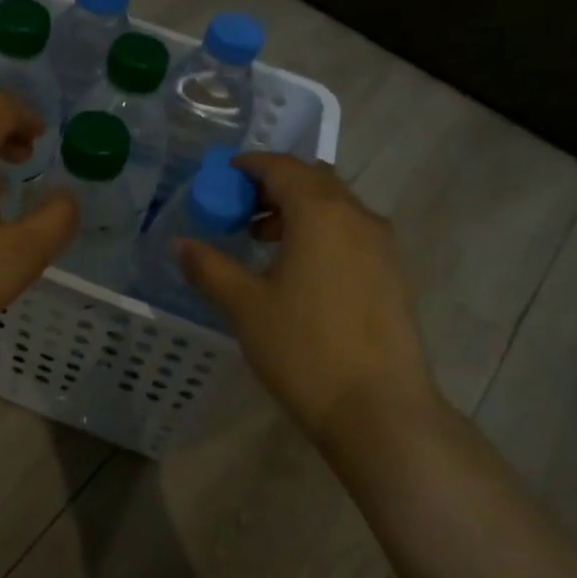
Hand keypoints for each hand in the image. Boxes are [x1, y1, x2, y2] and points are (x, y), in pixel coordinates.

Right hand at [176, 154, 443, 449]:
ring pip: (336, 207)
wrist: (380, 411)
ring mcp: (383, 246)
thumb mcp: (245, 307)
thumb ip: (209, 268)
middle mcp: (357, 216)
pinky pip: (352, 233)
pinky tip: (302, 272)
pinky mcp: (395, 274)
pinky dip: (323, 233)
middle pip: (313, 181)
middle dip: (275, 186)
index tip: (224, 178)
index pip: (282, 167)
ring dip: (299, 211)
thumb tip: (181, 244)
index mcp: (320, 212)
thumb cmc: (304, 349)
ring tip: (265, 242)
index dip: (249, 166)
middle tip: (241, 210)